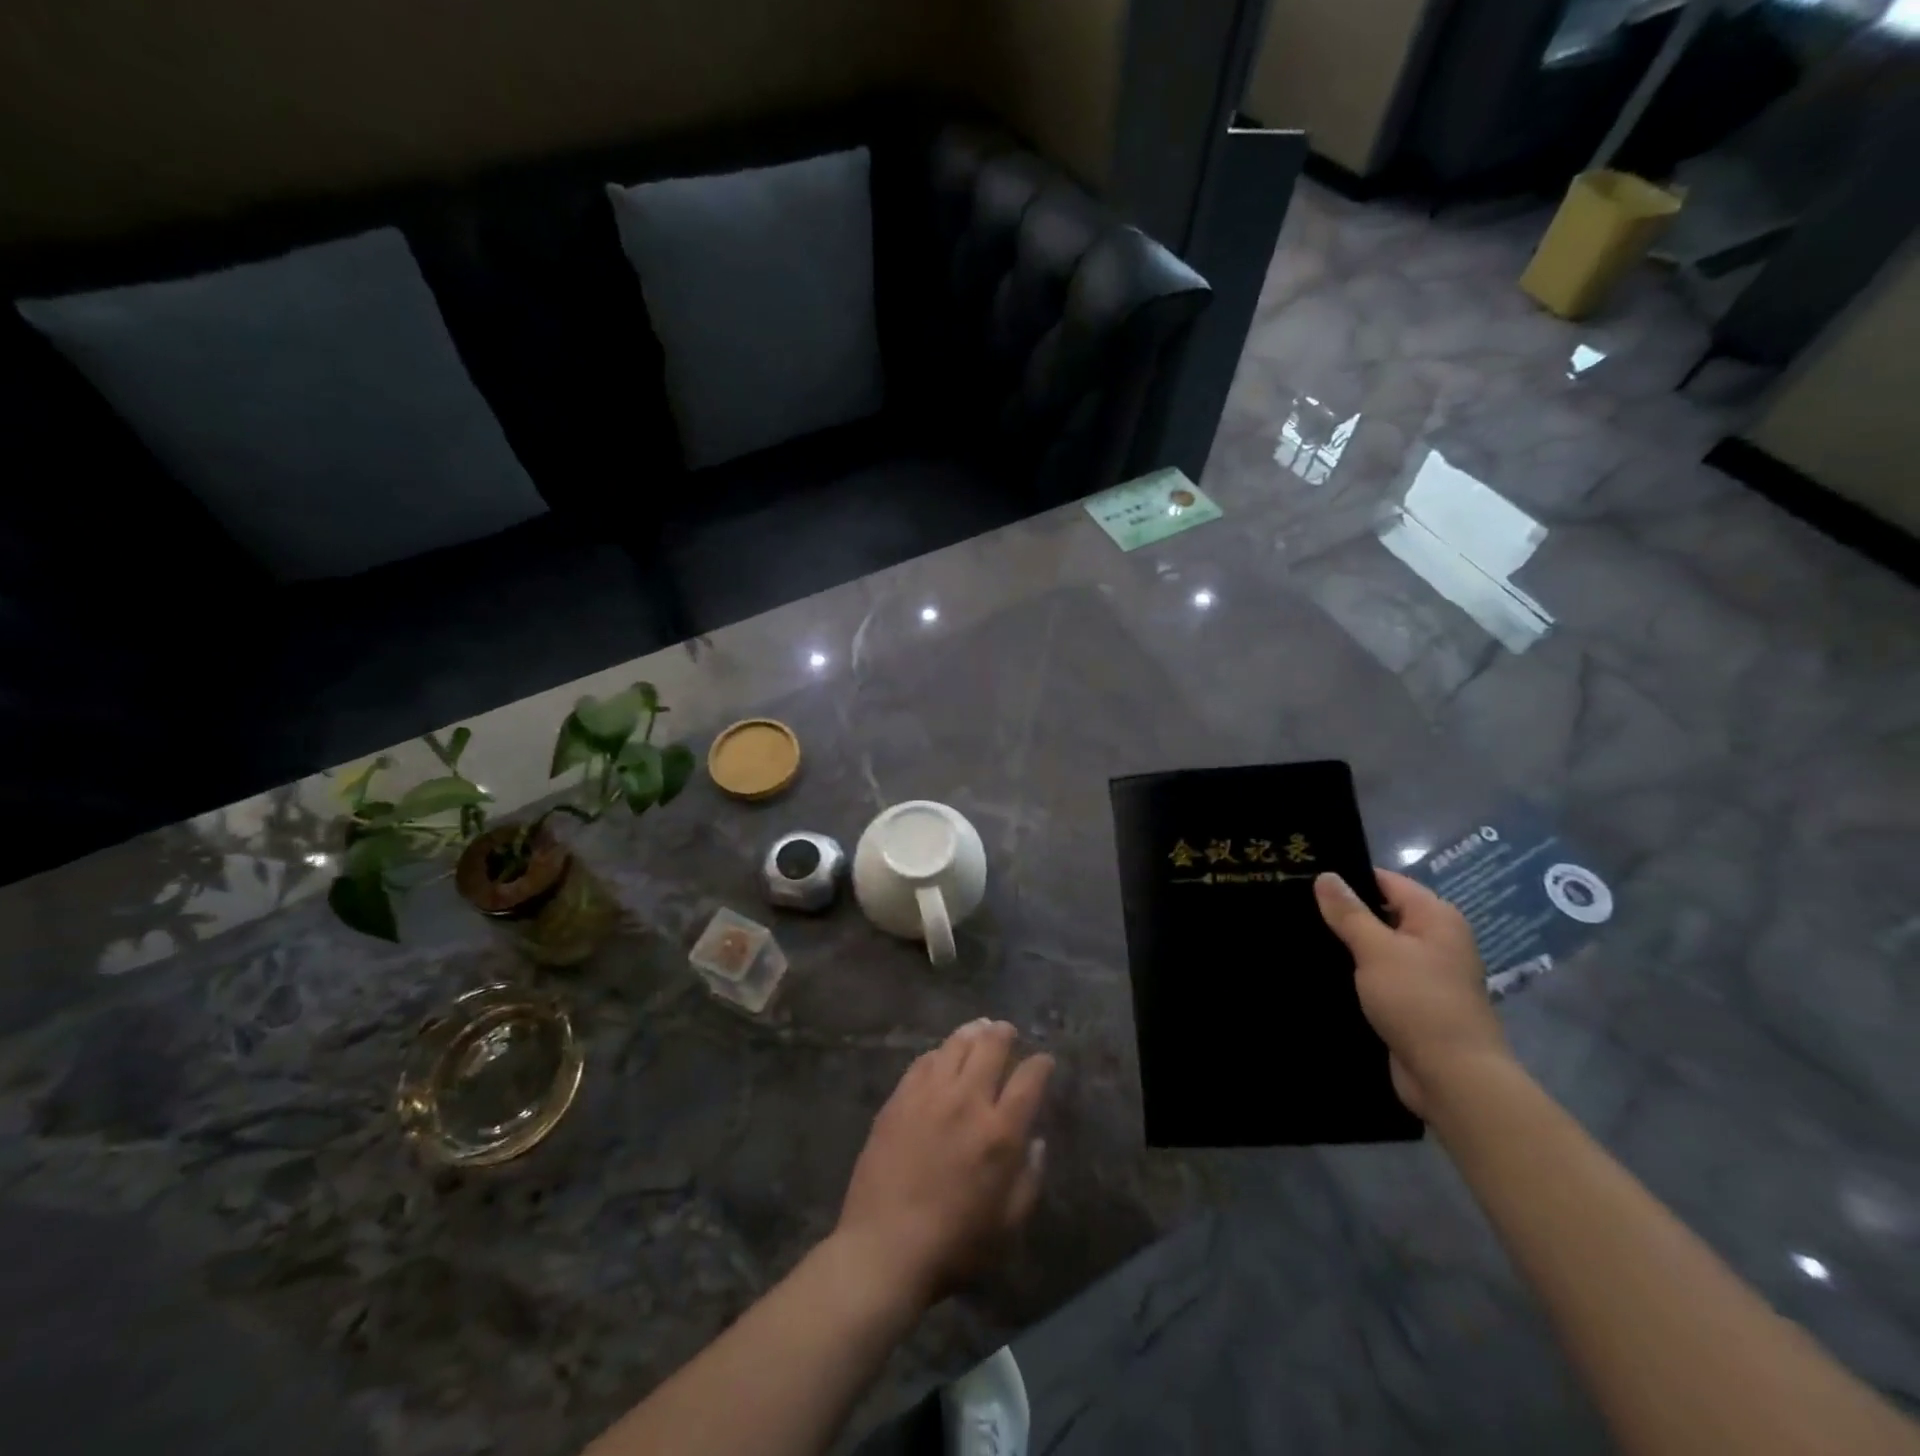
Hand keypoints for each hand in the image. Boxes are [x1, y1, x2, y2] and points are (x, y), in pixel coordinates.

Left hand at [834, 1019, 1052, 1309]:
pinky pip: (923, 1061)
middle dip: (1005, 1034)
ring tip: (979, 1029)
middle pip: (991, 1047)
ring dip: (973, 1033)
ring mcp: (929, 1095)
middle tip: (1009, 1032)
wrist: (884, 1248)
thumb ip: (1029, 1179)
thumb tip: (1035, 1142)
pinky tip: (941, 1055)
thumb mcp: (1008, 1225)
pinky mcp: (899, 1099)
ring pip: (955, 1044)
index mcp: (1000, 1131)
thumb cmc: (954, 1245)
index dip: (1040, 1064)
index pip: (1029, 1079)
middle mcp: (967, 1100)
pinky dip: (939, 1052)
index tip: (1044, 1061)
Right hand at [1313, 869, 1510, 1117]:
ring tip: (1297, 935)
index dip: (1347, 878)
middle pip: (1381, 912)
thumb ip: (1349, 912)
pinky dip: (1354, 971)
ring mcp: (1425, 973)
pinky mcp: (1412, 1001)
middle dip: (1342, 912)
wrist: (1453, 1077)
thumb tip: (1326, 875)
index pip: (1385, 881)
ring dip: (1345, 944)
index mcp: (1435, 917)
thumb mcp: (1376, 949)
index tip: (1304, 878)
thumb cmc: (1418, 1001)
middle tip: (1292, 906)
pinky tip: (1319, 971)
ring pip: (1376, 946)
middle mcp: (1435, 939)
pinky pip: (1377, 974)